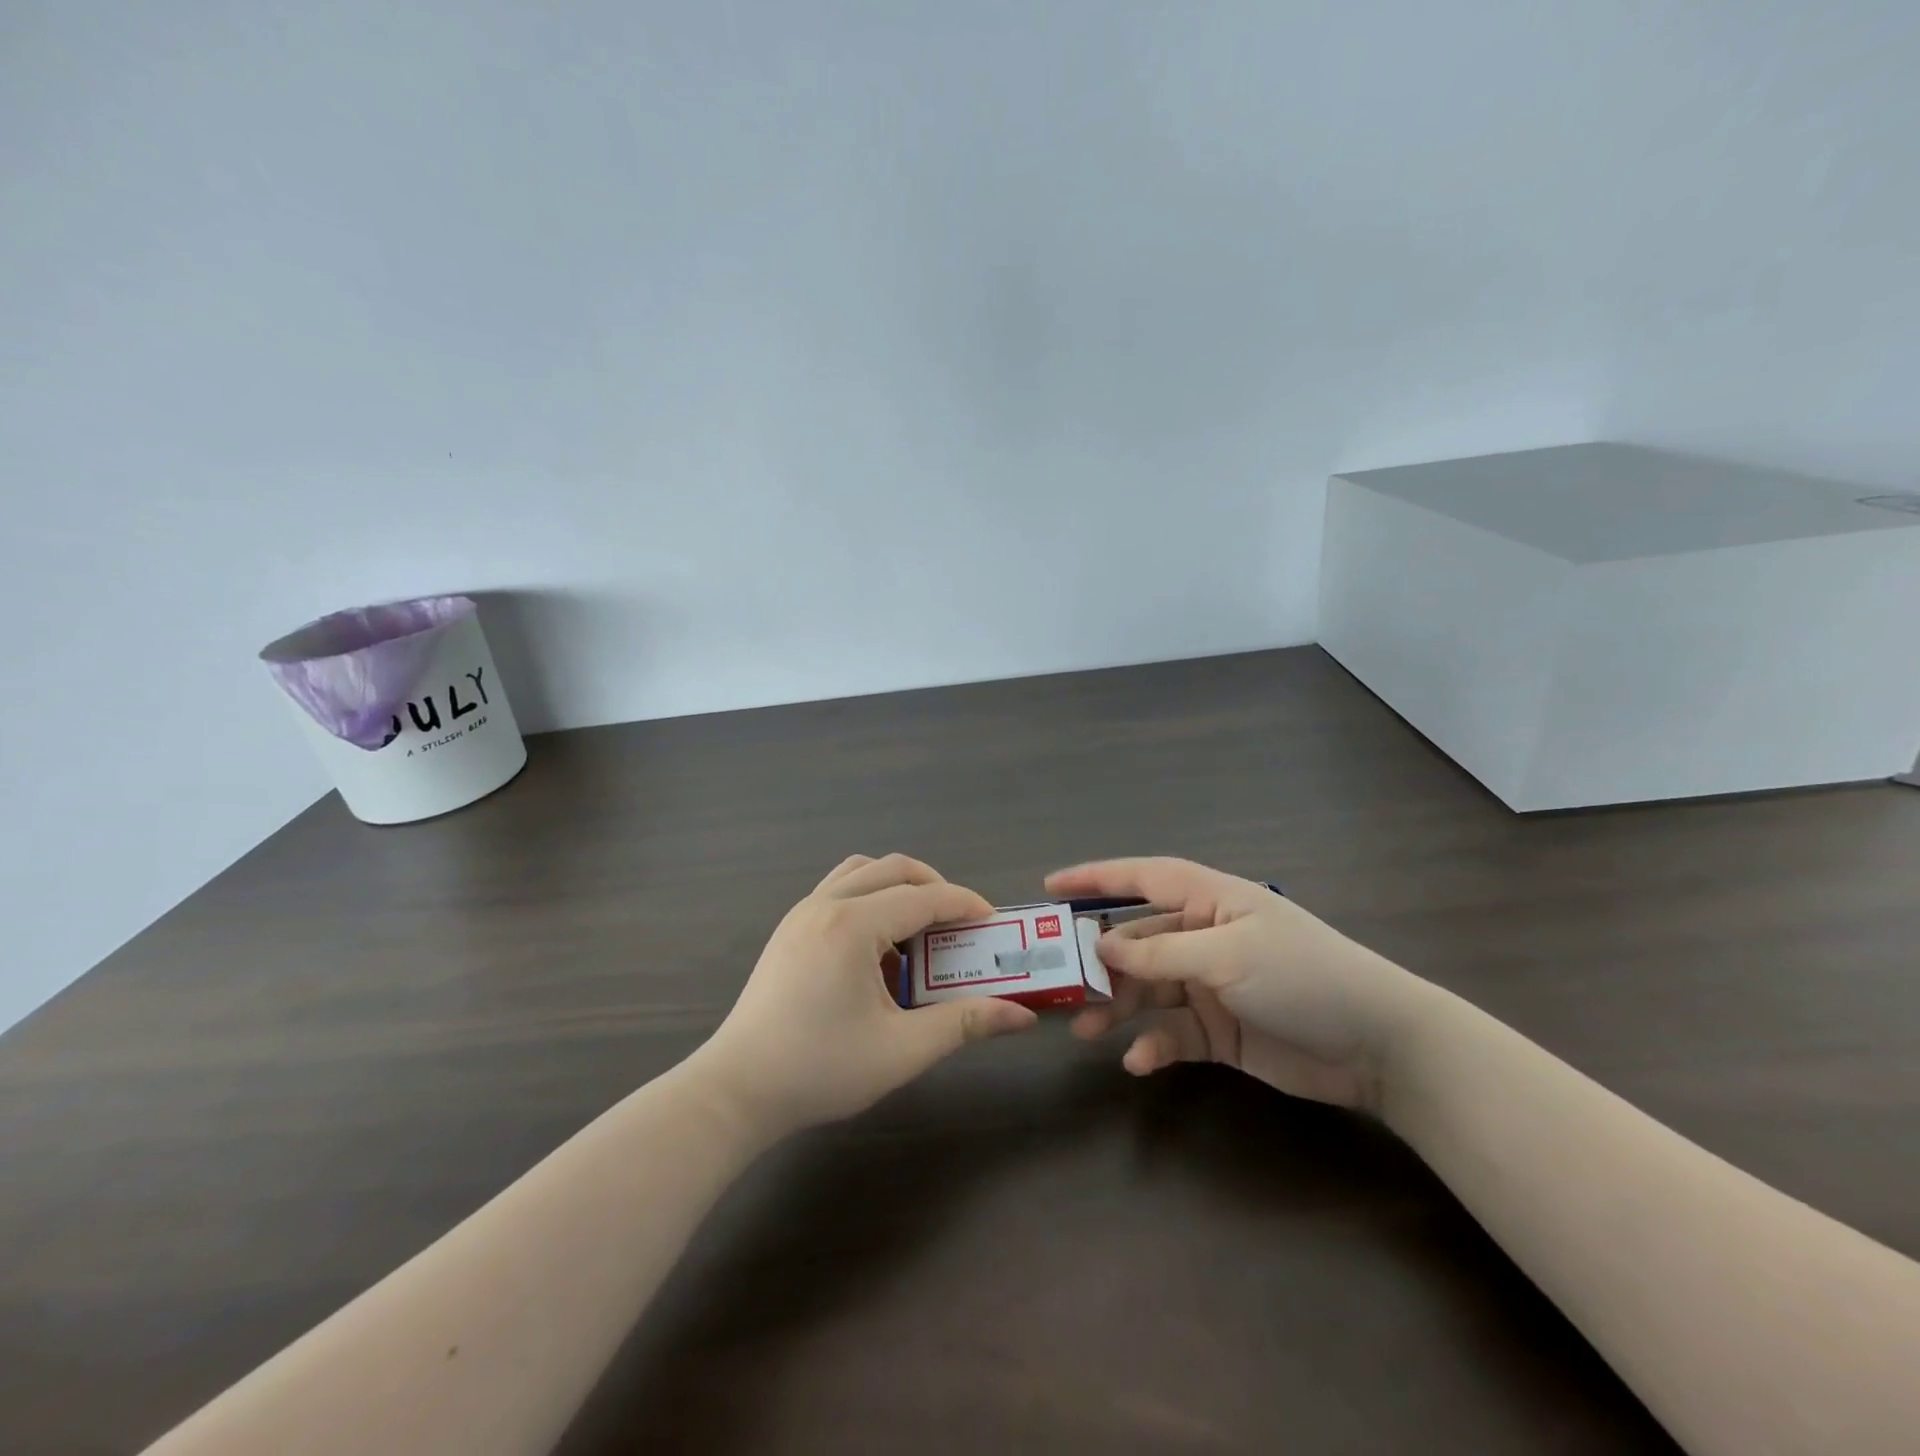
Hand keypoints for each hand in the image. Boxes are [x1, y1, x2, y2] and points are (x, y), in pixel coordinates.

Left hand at [694, 854, 1037, 1137]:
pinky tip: (878, 950)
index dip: (965, 905)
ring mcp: (802, 912)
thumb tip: (1020, 1016)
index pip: (924, 897)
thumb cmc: (820, 1069)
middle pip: (893, 869)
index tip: (993, 923)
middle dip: (935, 887)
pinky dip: (870, 901)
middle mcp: (826, 904)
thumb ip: (963, 1023)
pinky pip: (839, 891)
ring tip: (919, 930)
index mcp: (853, 925)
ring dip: (898, 888)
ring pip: (862, 872)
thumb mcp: (901, 1050)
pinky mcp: (789, 928)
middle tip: (961, 924)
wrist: (737, 1089)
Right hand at [1047, 858, 1439, 1110]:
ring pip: (1147, 989)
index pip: (1143, 878)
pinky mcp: (1218, 1030)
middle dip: (1100, 963)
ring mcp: (1210, 985)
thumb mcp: (1229, 956)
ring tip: (1086, 1030)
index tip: (1049, 888)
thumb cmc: (1303, 976)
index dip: (1095, 878)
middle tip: (1063, 987)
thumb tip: (1102, 946)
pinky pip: (1171, 1032)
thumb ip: (1162, 952)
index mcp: (1210, 901)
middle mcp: (1204, 937)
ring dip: (1118, 1008)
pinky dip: (1152, 1045)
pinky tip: (1138, 1061)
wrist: (1380, 1047)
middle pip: (1136, 941)